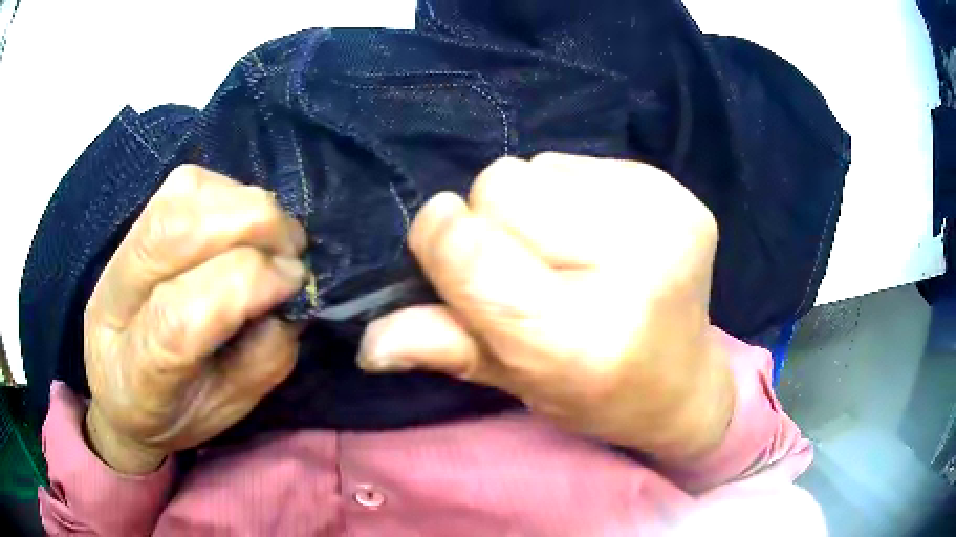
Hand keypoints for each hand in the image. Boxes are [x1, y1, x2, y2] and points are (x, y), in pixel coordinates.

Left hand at [83, 165, 306, 473]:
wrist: (121, 387)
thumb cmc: (177, 411)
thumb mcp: (228, 409)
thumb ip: (263, 360)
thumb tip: (288, 295)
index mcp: (134, 373)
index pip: (177, 318)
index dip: (244, 284)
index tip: (294, 281)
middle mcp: (113, 302)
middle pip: (172, 232)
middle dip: (252, 225)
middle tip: (292, 250)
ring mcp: (118, 254)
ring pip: (179, 197)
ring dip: (244, 205)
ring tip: (272, 236)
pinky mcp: (135, 223)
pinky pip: (185, 184)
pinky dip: (228, 193)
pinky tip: (241, 222)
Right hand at [359, 154, 733, 462]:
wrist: (681, 381)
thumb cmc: (594, 394)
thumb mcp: (514, 381)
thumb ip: (442, 348)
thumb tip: (368, 343)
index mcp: (579, 339)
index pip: (471, 251)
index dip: (439, 238)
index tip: (443, 246)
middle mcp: (631, 270)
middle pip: (503, 186)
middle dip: (491, 221)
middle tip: (525, 265)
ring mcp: (664, 221)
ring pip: (539, 166)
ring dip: (534, 204)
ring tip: (568, 251)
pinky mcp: (678, 192)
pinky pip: (581, 162)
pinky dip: (573, 192)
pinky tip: (601, 234)